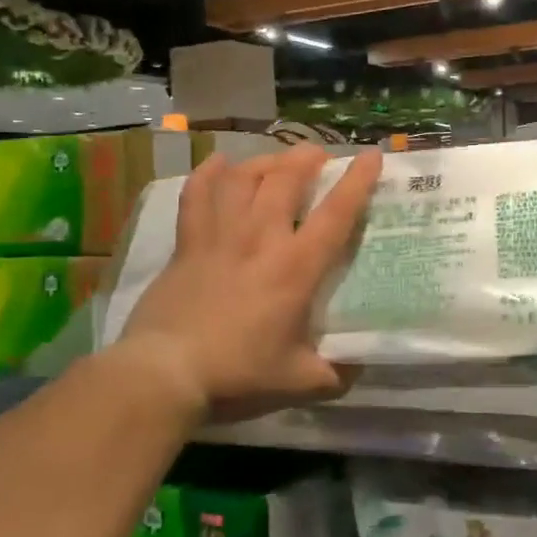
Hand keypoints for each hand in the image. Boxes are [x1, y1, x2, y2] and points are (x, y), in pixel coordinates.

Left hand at [115, 145, 381, 423]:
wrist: (166, 372)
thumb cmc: (238, 373)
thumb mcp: (299, 381)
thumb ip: (334, 374)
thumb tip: (358, 369)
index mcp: (296, 267)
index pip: (336, 214)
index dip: (357, 181)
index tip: (370, 156)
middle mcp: (260, 238)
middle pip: (286, 180)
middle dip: (307, 159)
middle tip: (318, 156)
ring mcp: (220, 236)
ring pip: (243, 178)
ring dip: (264, 162)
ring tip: (277, 161)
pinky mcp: (187, 243)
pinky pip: (197, 195)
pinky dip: (208, 174)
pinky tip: (219, 163)